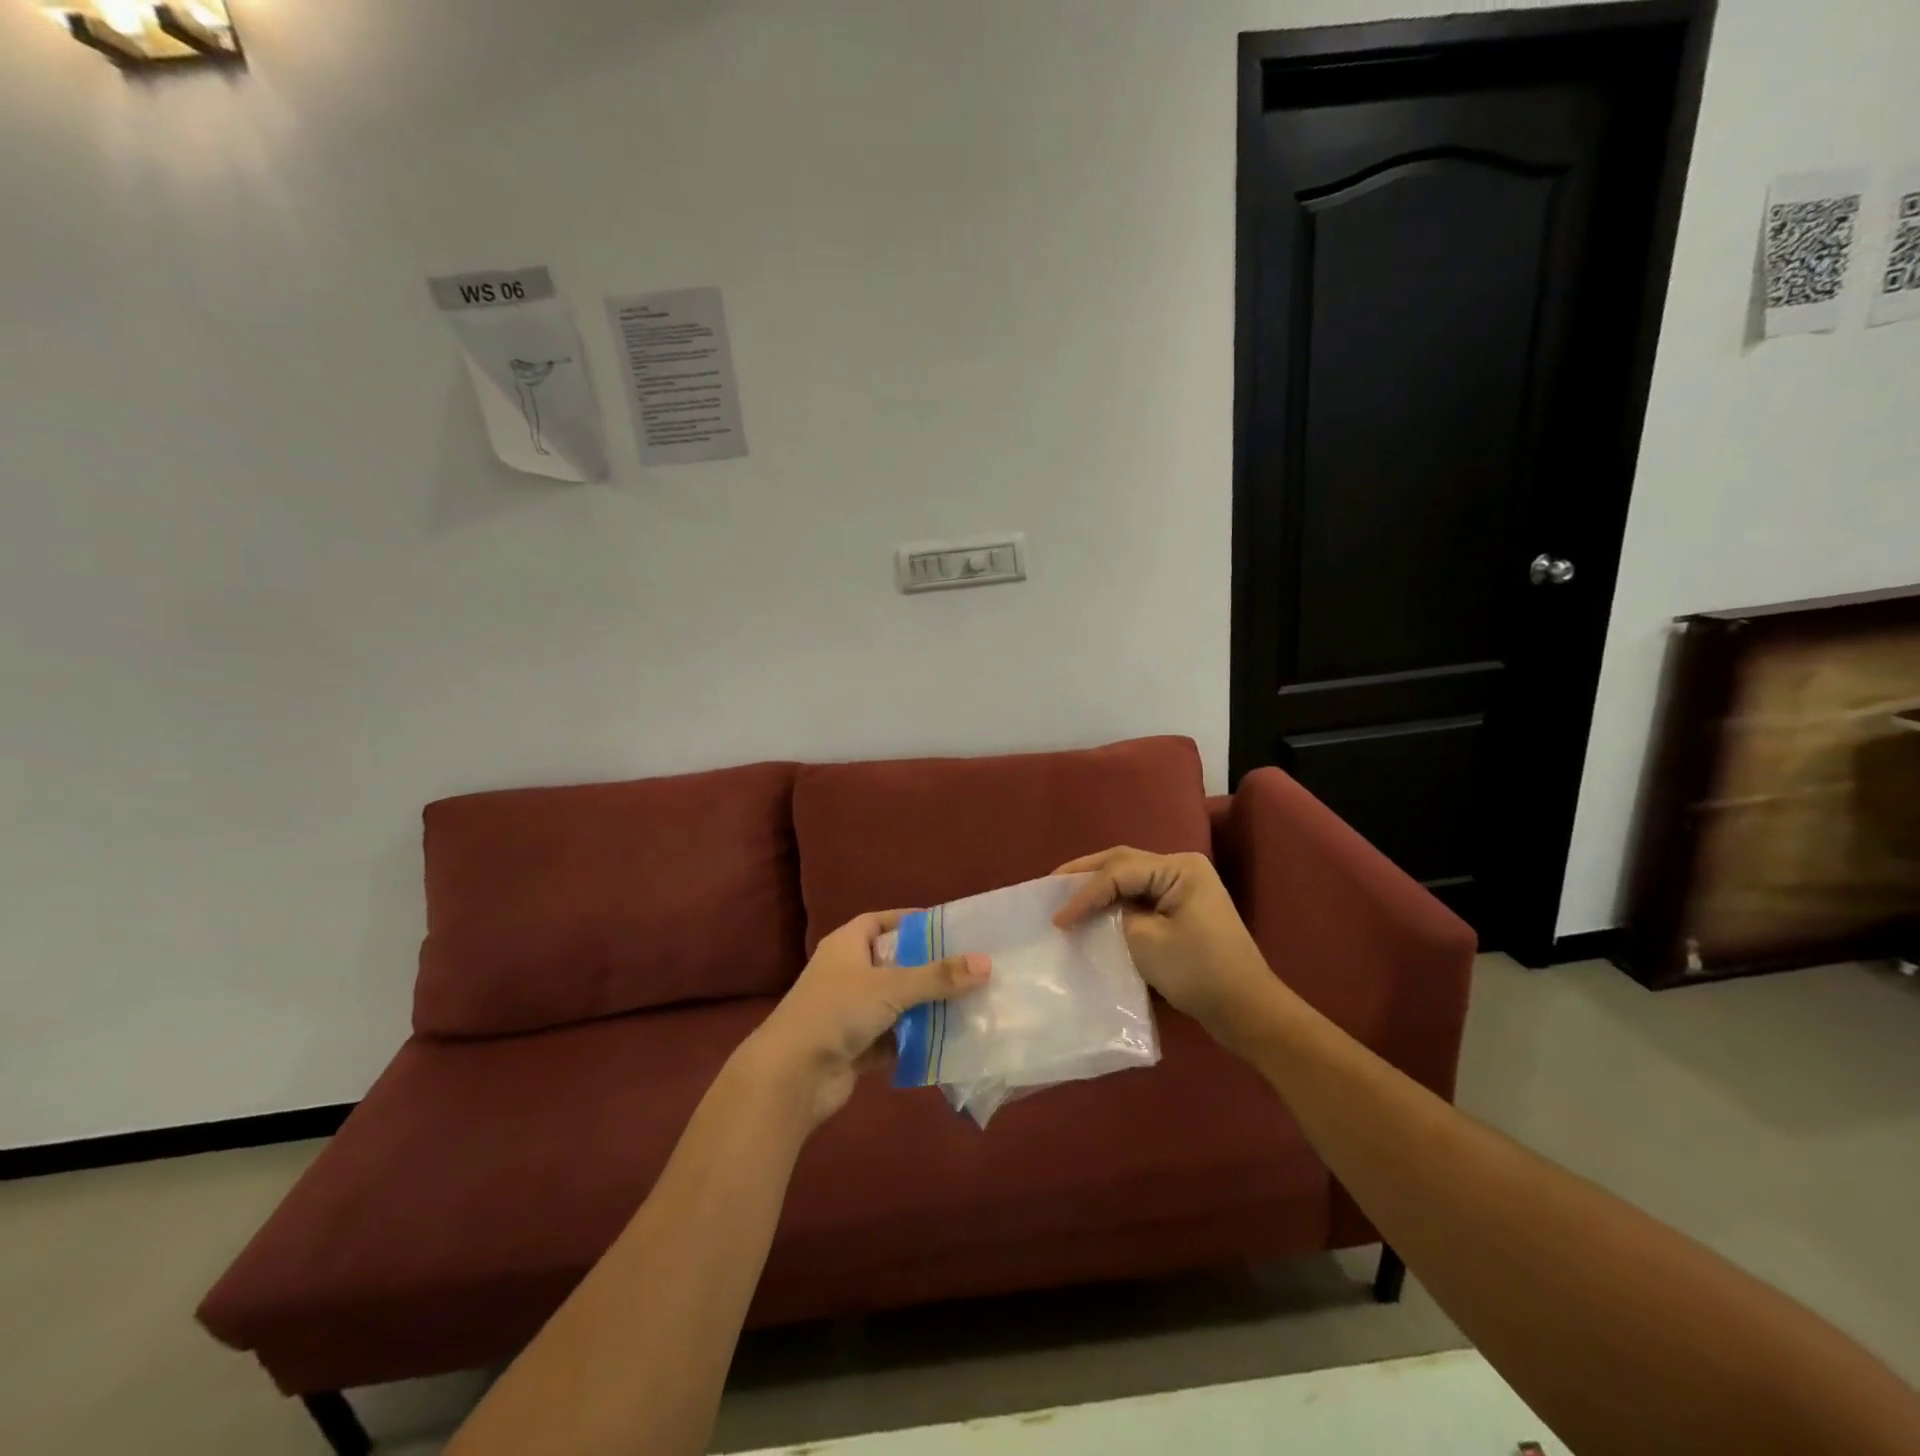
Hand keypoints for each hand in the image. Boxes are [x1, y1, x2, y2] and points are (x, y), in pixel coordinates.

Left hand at [741, 910, 989, 1126]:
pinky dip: (916, 1039)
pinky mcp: (856, 1047)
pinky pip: (894, 1037)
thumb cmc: (837, 1012)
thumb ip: (938, 976)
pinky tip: (950, 1040)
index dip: (912, 922)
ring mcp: (850, 1012)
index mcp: (847, 944)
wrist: (791, 1077)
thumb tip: (986, 963)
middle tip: (970, 967)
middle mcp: (848, 973)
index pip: (881, 922)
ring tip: (970, 1003)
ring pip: (897, 1003)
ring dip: (926, 1006)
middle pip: (894, 963)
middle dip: (929, 968)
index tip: (948, 928)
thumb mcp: (891, 986)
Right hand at [1053, 848, 1283, 1051]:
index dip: (1084, 893)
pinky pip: (1139, 896)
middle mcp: (1182, 868)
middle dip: (1085, 873)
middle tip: (1049, 884)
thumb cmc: (1198, 972)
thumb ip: (1116, 915)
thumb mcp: (1147, 941)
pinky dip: (1113, 901)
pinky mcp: (1180, 910)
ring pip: (1129, 877)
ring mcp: (1183, 888)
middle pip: (1122, 862)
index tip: (1057, 920)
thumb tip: (1099, 911)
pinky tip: (1092, 910)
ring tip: (1063, 893)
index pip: (1119, 871)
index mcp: (1179, 868)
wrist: (1246, 1010)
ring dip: (1097, 886)